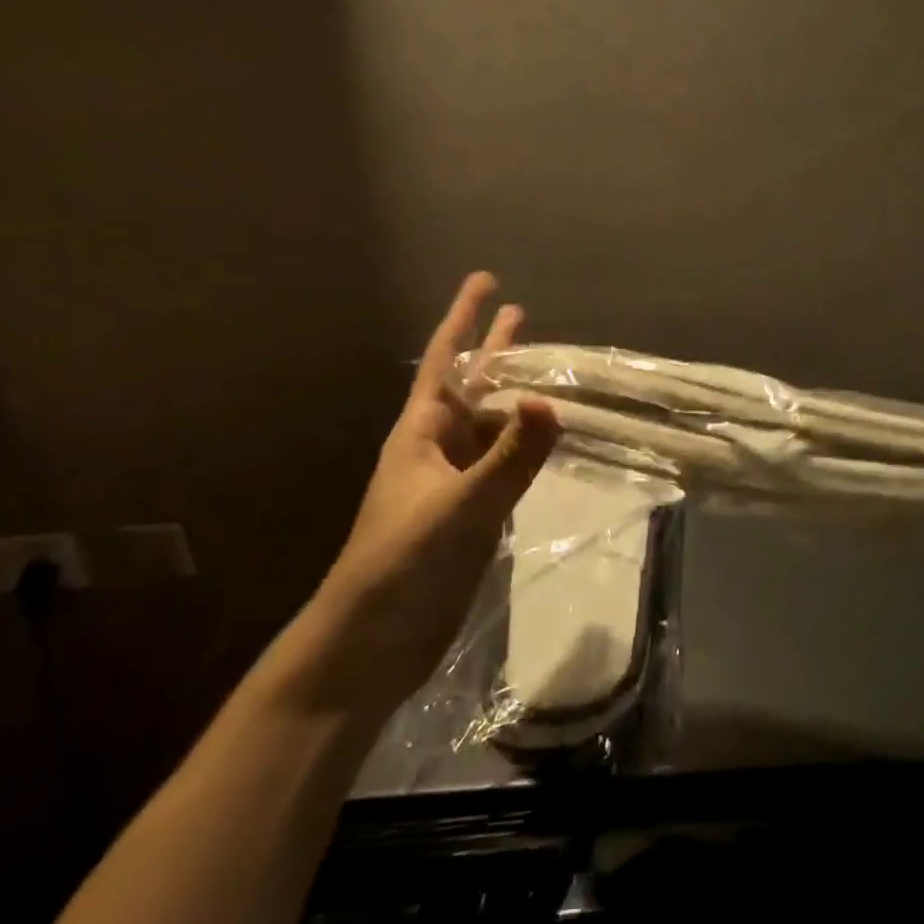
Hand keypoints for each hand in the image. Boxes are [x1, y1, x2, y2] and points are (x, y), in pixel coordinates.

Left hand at [303, 272, 559, 715]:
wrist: (372, 643)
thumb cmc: (402, 564)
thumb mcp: (459, 506)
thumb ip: (508, 457)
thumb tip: (550, 400)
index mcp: (421, 433)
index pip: (446, 360)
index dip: (464, 318)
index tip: (484, 280)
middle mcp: (438, 447)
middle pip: (473, 385)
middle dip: (495, 349)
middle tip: (521, 312)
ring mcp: (455, 481)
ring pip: (492, 424)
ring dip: (516, 395)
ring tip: (547, 372)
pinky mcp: (471, 512)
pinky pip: (505, 462)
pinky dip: (526, 442)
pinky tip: (545, 435)